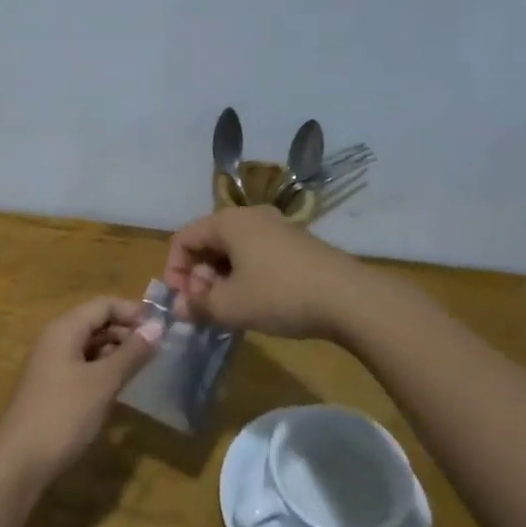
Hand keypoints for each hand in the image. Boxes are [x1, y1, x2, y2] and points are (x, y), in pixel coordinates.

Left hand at [0, 297, 157, 482]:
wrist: (19, 462)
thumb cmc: (63, 414)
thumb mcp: (103, 382)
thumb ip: (131, 353)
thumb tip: (158, 326)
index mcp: (65, 328)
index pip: (104, 304)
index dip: (133, 311)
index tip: (163, 329)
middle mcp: (57, 339)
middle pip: (97, 322)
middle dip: (128, 332)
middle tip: (159, 351)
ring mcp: (53, 364)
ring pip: (92, 345)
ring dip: (118, 352)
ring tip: (145, 368)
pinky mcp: (54, 387)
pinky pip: (85, 366)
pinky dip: (105, 370)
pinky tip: (122, 387)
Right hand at [161, 206, 360, 338]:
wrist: (350, 299)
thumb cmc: (280, 295)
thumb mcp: (231, 306)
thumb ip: (198, 306)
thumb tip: (178, 307)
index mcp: (228, 222)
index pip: (183, 239)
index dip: (175, 271)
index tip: (183, 302)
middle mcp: (250, 216)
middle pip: (208, 242)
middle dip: (199, 276)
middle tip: (206, 308)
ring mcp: (277, 228)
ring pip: (233, 250)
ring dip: (222, 279)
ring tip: (230, 309)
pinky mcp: (296, 244)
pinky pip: (256, 254)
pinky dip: (246, 276)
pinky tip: (257, 303)